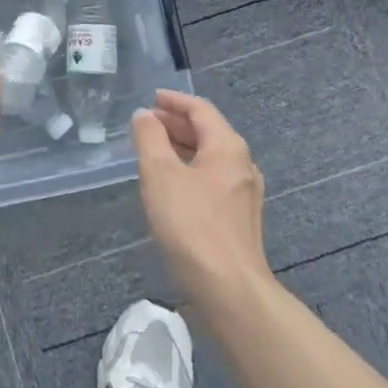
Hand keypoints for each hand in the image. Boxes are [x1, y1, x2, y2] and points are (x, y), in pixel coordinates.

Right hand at [132, 90, 271, 306]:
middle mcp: (242, 164)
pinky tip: (171, 186)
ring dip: (181, 148)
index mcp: (227, 146)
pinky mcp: (238, 219)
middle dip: (176, 124)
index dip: (174, 100)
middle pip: (208, 132)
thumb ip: (150, 138)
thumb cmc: (192, 224)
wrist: (229, 289)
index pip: (200, 109)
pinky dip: (189, 170)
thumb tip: (144, 115)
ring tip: (152, 151)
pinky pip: (211, 180)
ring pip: (210, 158)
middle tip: (146, 124)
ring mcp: (244, 193)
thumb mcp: (160, 174)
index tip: (151, 98)